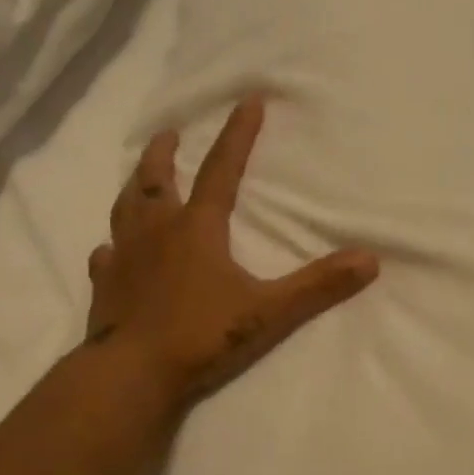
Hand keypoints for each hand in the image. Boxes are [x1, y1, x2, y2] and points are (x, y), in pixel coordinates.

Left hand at [87, 96, 380, 407]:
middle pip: (158, 181)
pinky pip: (105, 257)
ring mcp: (124, 259)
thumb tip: (369, 260)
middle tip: (168, 134)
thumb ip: (318, 286)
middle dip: (165, 153)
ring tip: (138, 177)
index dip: (238, 135)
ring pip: (125, 210)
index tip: (247, 101)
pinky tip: (107, 250)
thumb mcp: (269, 311)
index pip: (222, 170)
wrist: (132, 374)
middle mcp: (157, 233)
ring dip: (134, 188)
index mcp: (197, 229)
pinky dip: (110, 248)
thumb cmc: (201, 336)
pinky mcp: (105, 287)